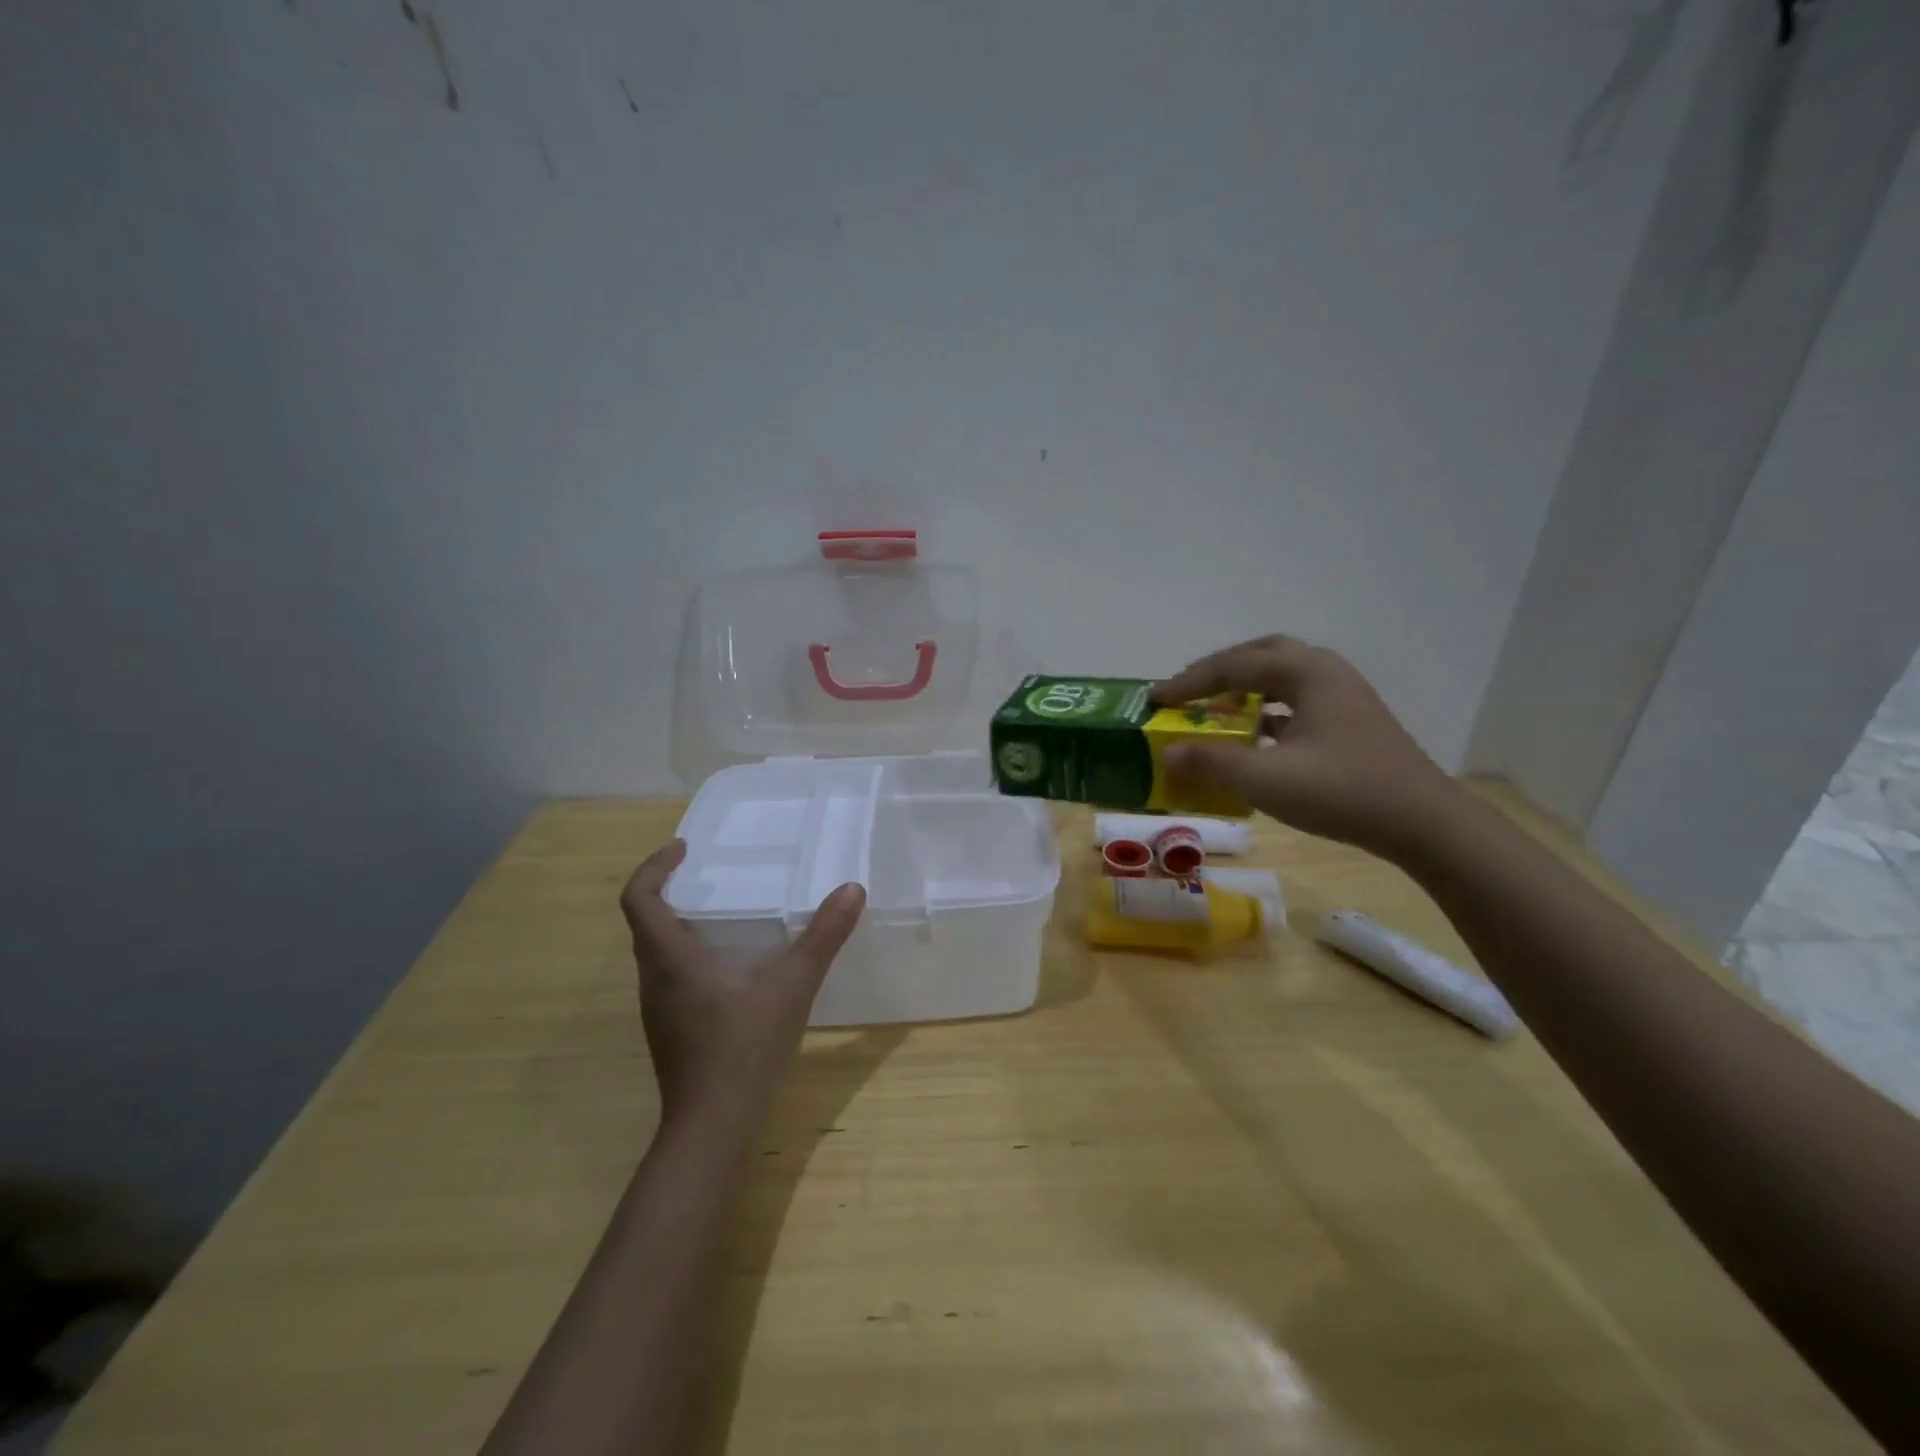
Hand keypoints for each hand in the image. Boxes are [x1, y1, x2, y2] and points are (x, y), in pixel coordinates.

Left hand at [619, 841, 865, 1126]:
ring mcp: (658, 1010)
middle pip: (644, 923)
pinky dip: (688, 956)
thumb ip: (823, 936)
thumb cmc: (745, 1047)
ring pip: (656, 953)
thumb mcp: (793, 984)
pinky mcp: (670, 1032)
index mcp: (670, 958)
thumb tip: (852, 889)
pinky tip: (729, 969)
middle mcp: (654, 980)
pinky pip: (670, 977)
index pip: (638, 898)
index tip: (683, 848)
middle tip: (706, 876)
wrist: (714, 1127)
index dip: (654, 866)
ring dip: (677, 925)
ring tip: (721, 916)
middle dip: (669, 892)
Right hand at [1153, 635, 1460, 857]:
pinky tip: (1252, 738)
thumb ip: (1211, 763)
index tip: (1154, 699)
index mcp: (1307, 672)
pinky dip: (1265, 712)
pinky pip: (1295, 703)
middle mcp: (1326, 673)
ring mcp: (1342, 697)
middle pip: (1261, 656)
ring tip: (1213, 711)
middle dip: (1219, 672)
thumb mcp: (1266, 780)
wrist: (1424, 824)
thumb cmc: (1343, 792)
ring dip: (1243, 690)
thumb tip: (1166, 754)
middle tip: (1187, 693)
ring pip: (1281, 679)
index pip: (1234, 666)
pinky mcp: (1349, 723)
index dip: (1189, 682)